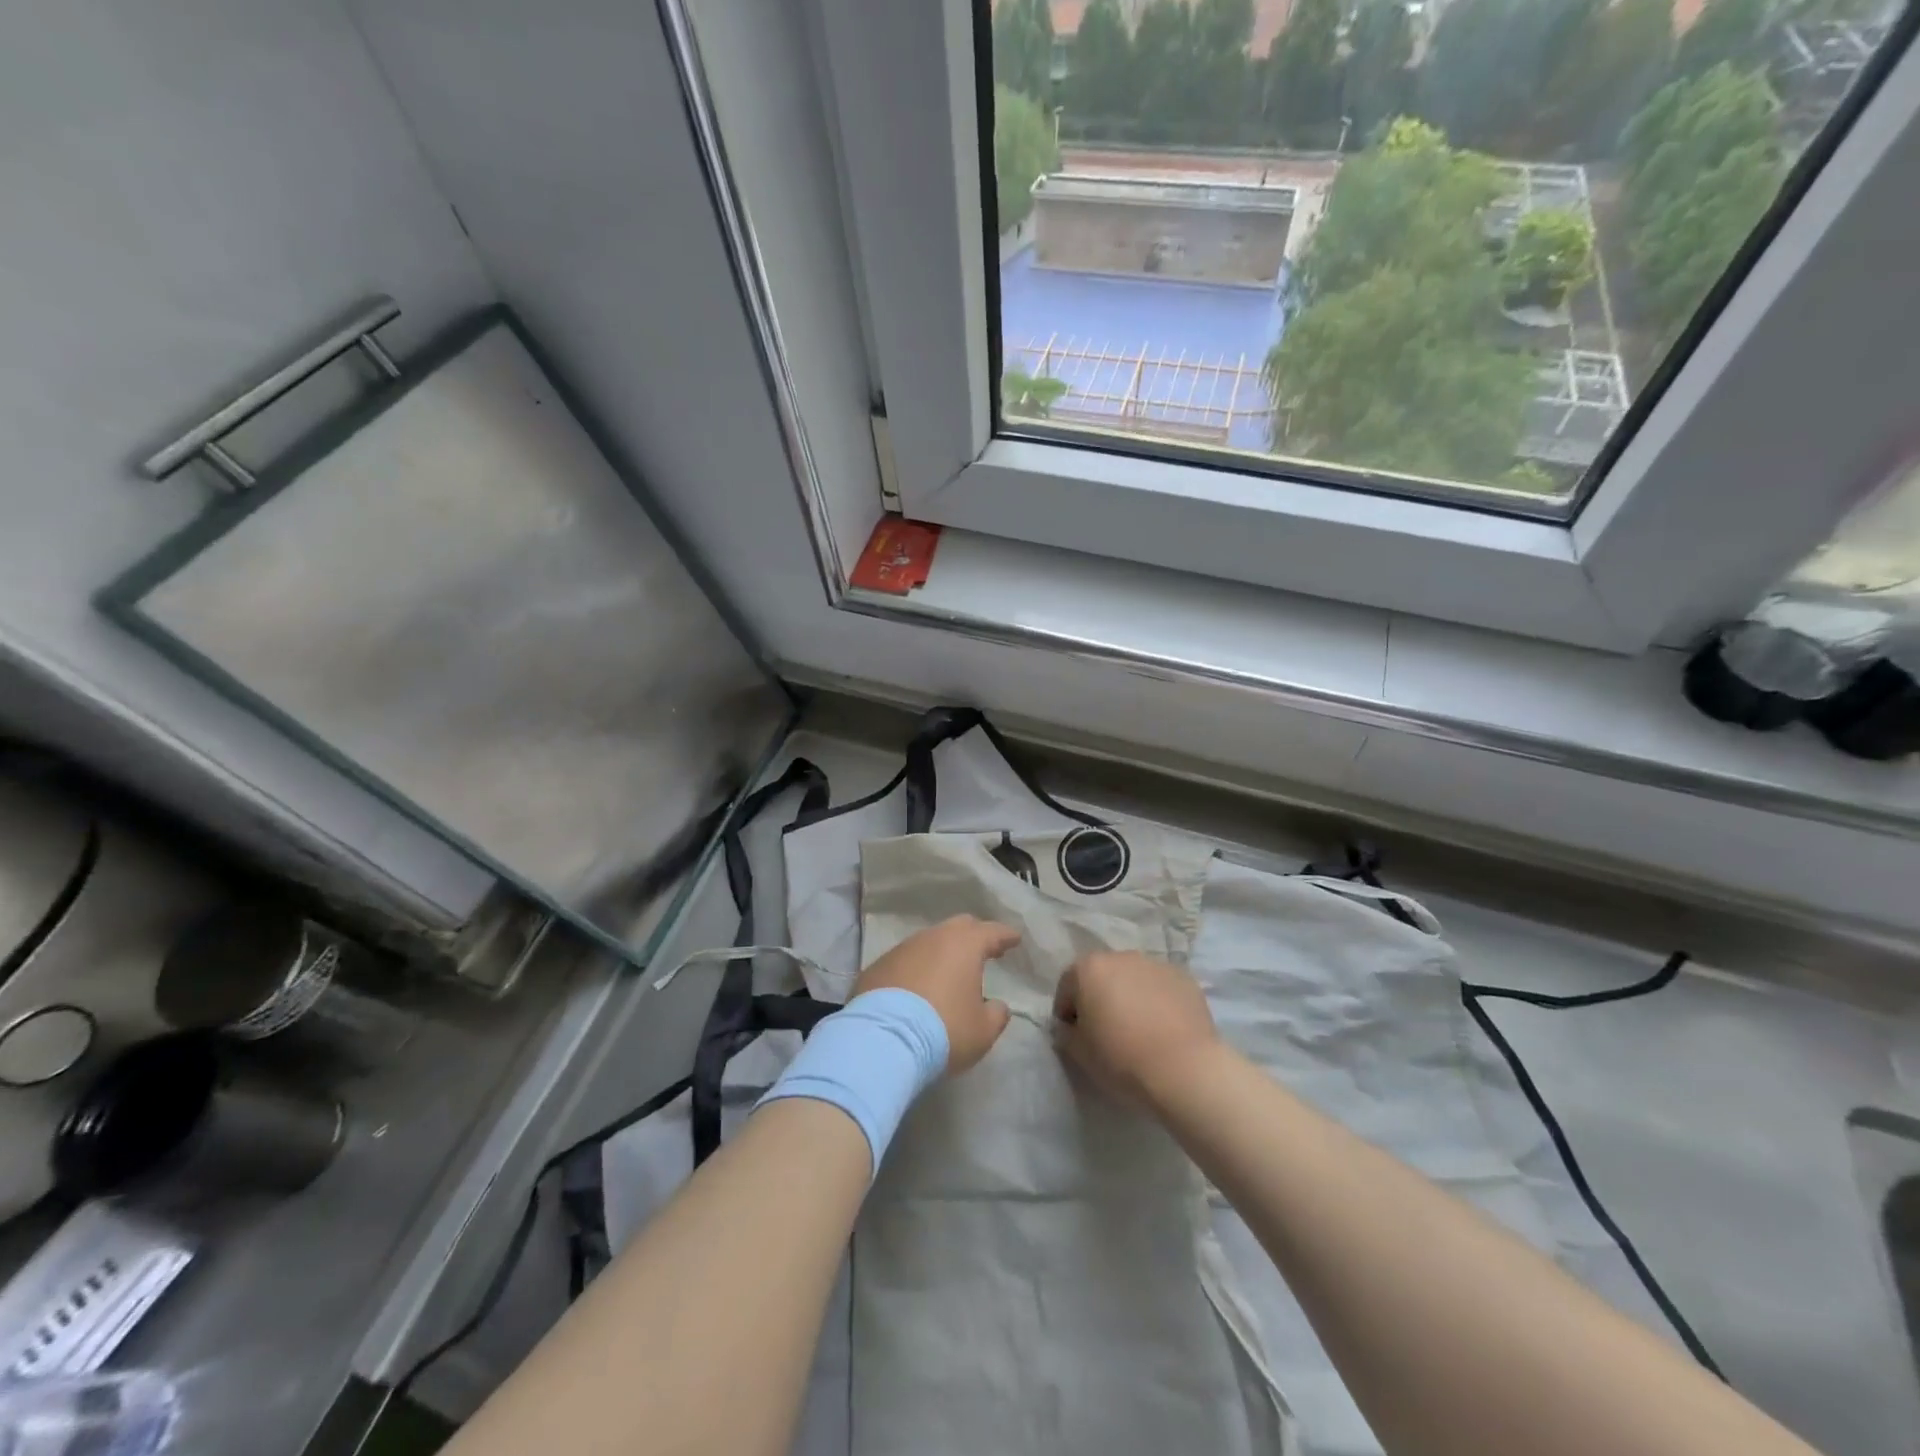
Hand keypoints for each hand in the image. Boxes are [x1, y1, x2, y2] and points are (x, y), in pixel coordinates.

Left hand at [854, 915, 1019, 1074]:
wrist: (882, 1041)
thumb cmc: (944, 1031)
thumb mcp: (982, 1031)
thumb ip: (996, 1014)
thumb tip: (997, 1006)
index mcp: (964, 946)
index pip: (992, 932)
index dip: (1005, 936)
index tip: (1014, 939)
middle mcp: (933, 938)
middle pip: (958, 927)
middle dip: (974, 936)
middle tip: (984, 950)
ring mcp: (901, 950)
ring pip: (928, 942)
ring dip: (942, 953)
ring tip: (948, 973)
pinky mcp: (877, 966)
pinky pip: (905, 961)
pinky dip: (916, 969)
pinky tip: (917, 988)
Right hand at [1052, 951, 1220, 1106]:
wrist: (1184, 1069)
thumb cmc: (1121, 1058)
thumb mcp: (1079, 1053)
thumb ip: (1066, 1034)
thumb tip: (1070, 1028)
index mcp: (1089, 968)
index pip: (1067, 987)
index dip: (1066, 1012)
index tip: (1074, 1036)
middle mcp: (1121, 956)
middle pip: (1102, 976)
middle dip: (1100, 999)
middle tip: (1106, 1031)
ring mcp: (1156, 964)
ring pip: (1134, 979)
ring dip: (1130, 997)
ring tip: (1138, 1030)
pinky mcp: (1185, 978)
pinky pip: (1161, 988)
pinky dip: (1158, 1002)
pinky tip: (1164, 1029)